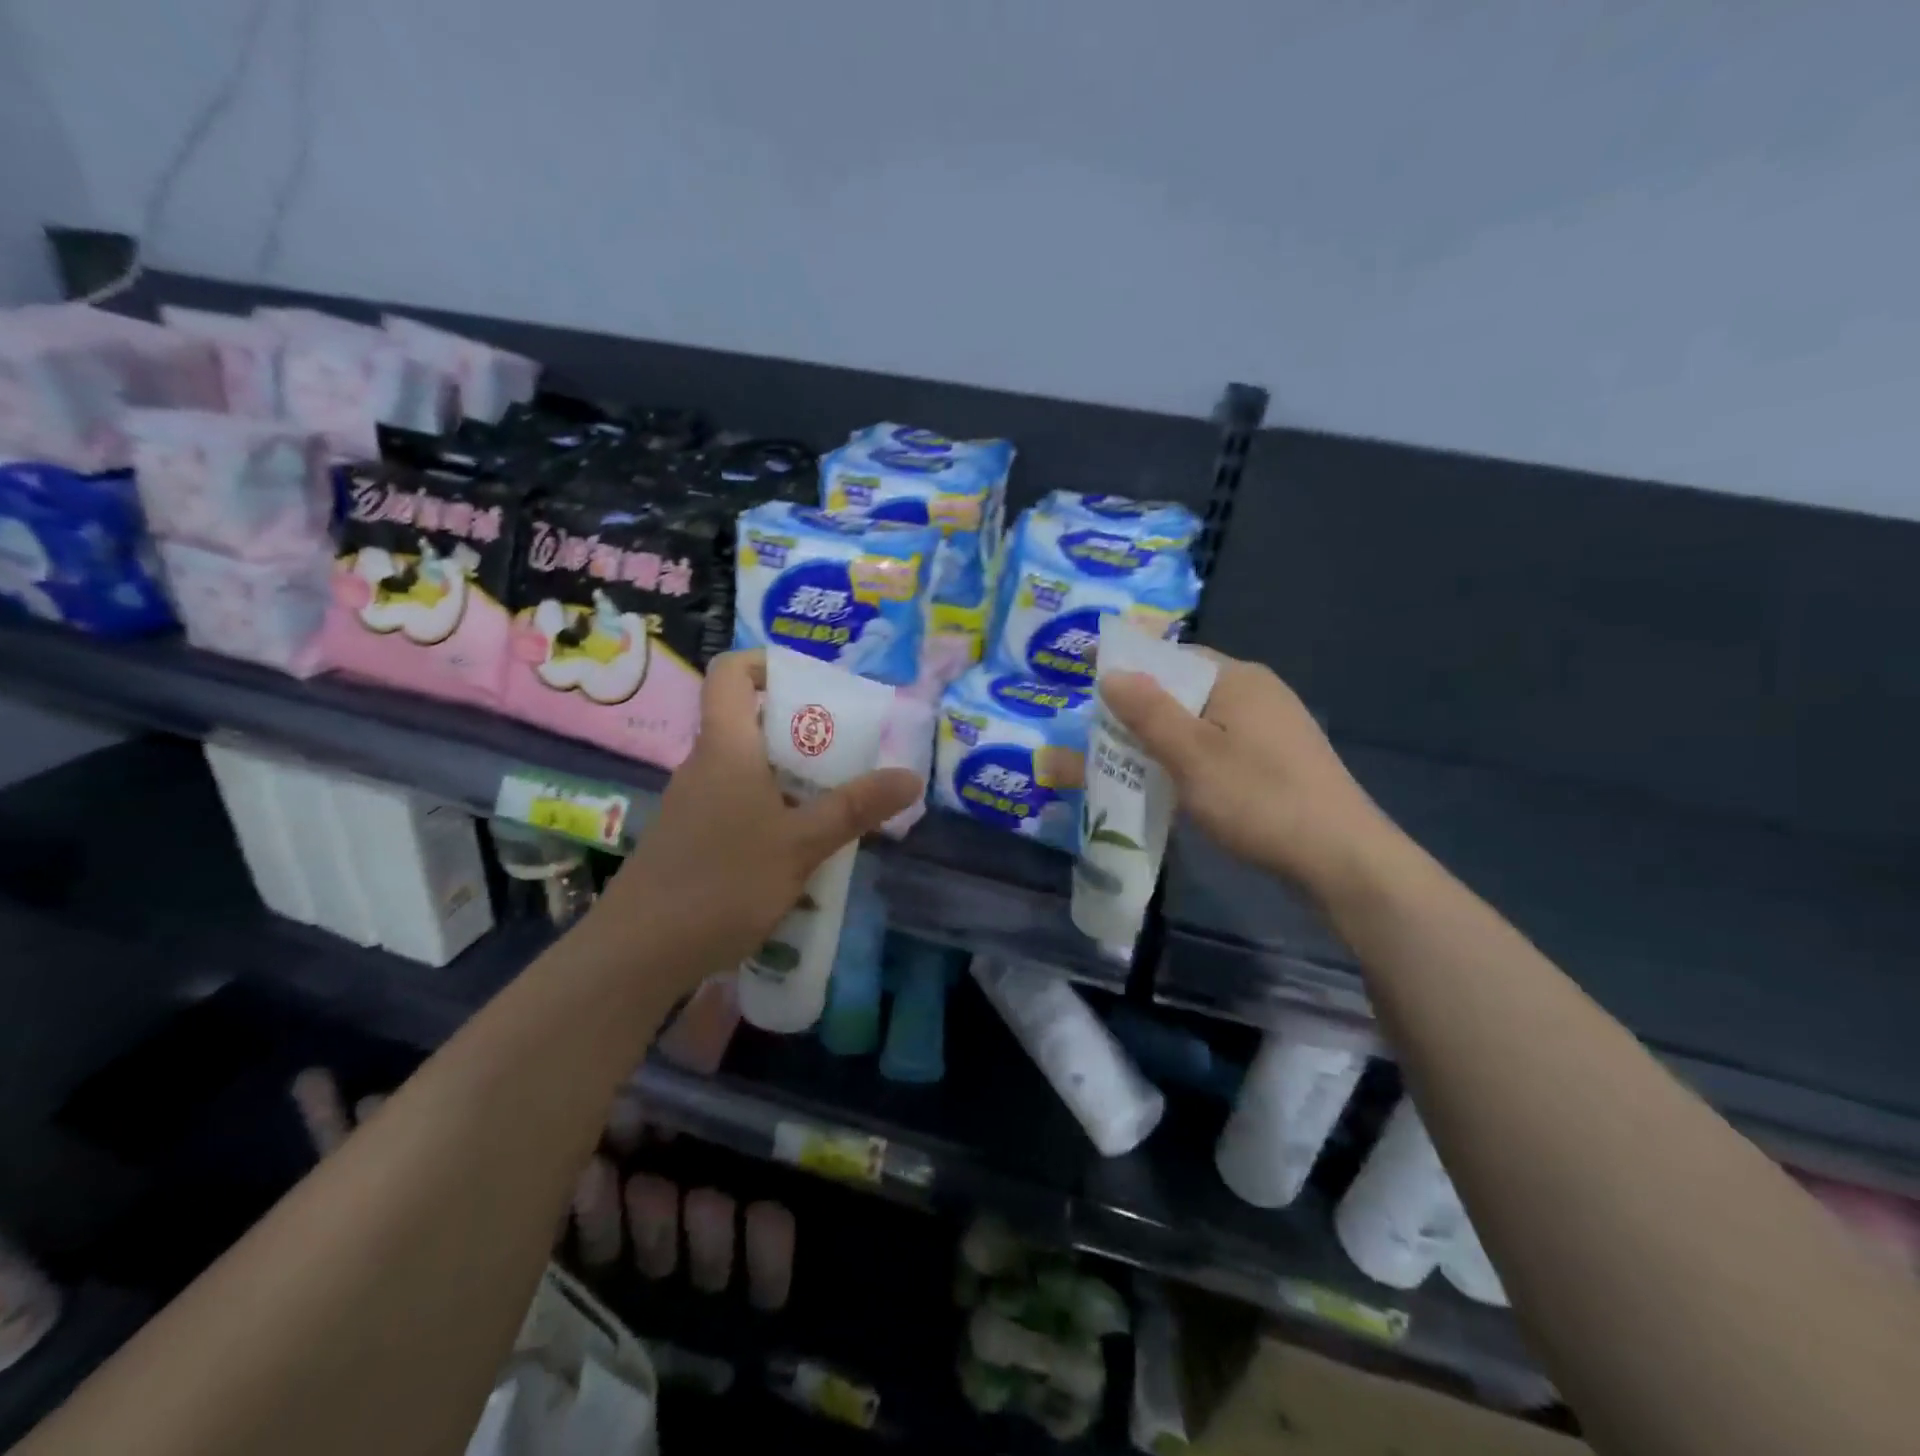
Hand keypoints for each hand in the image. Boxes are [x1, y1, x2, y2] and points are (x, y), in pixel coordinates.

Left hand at [590, 650, 920, 990]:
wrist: (637, 954)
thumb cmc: (722, 883)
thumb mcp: (801, 845)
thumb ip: (855, 808)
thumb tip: (911, 776)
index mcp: (727, 747)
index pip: (731, 673)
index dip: (767, 663)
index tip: (812, 684)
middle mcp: (705, 765)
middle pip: (750, 722)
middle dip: (802, 732)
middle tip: (849, 753)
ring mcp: (693, 804)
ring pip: (748, 770)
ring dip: (792, 779)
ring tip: (836, 804)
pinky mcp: (689, 839)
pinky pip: (737, 805)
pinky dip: (772, 812)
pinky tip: (800, 851)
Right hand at [1100, 653, 1395, 895]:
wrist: (1340, 858)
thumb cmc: (1258, 799)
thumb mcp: (1192, 755)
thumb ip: (1148, 712)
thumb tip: (1111, 673)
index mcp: (1237, 678)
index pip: (1171, 656)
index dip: (1127, 666)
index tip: (1087, 680)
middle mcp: (1257, 691)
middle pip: (1184, 689)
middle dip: (1139, 708)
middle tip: (1098, 732)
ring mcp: (1272, 726)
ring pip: (1200, 720)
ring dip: (1162, 736)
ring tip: (1125, 759)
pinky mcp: (1277, 759)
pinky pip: (1219, 744)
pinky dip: (1188, 756)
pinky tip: (1172, 782)